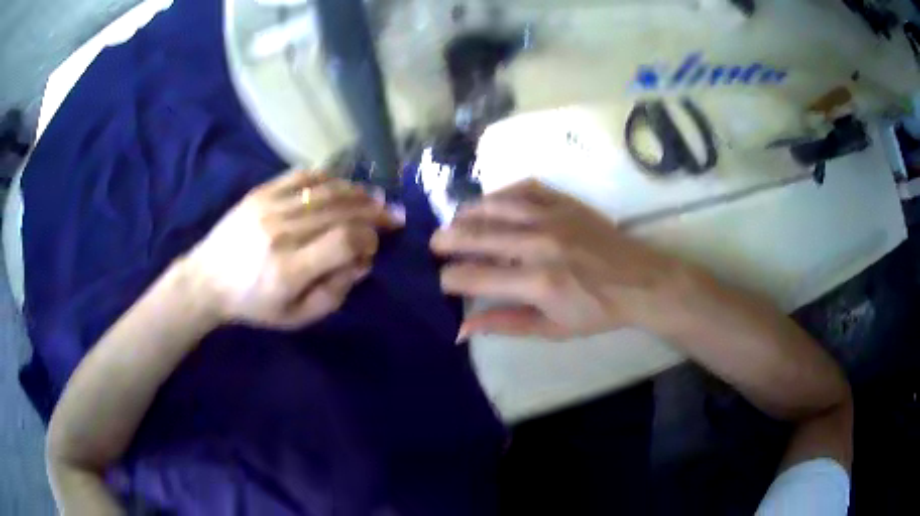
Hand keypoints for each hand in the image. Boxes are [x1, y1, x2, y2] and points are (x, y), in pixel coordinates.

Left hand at [184, 171, 402, 328]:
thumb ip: (333, 294)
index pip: (344, 240)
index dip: (369, 239)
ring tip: (374, 198)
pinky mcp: (260, 192)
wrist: (206, 280)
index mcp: (289, 269)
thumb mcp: (295, 317)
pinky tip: (341, 185)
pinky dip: (327, 178)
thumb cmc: (252, 305)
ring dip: (357, 192)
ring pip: (325, 190)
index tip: (375, 246)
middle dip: (373, 212)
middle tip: (393, 215)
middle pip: (340, 210)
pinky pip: (302, 176)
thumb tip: (361, 262)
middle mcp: (281, 232)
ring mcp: (269, 206)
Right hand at [431, 180, 696, 338]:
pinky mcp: (565, 202)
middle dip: (447, 240)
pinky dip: (502, 194)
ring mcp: (553, 217)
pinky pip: (524, 189)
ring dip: (468, 213)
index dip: (449, 278)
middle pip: (477, 236)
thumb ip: (504, 324)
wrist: (640, 281)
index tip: (441, 280)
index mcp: (536, 282)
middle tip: (433, 245)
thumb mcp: (551, 329)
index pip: (474, 277)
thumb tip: (461, 329)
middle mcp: (539, 244)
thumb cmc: (596, 311)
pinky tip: (492, 202)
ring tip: (454, 221)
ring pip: (496, 206)